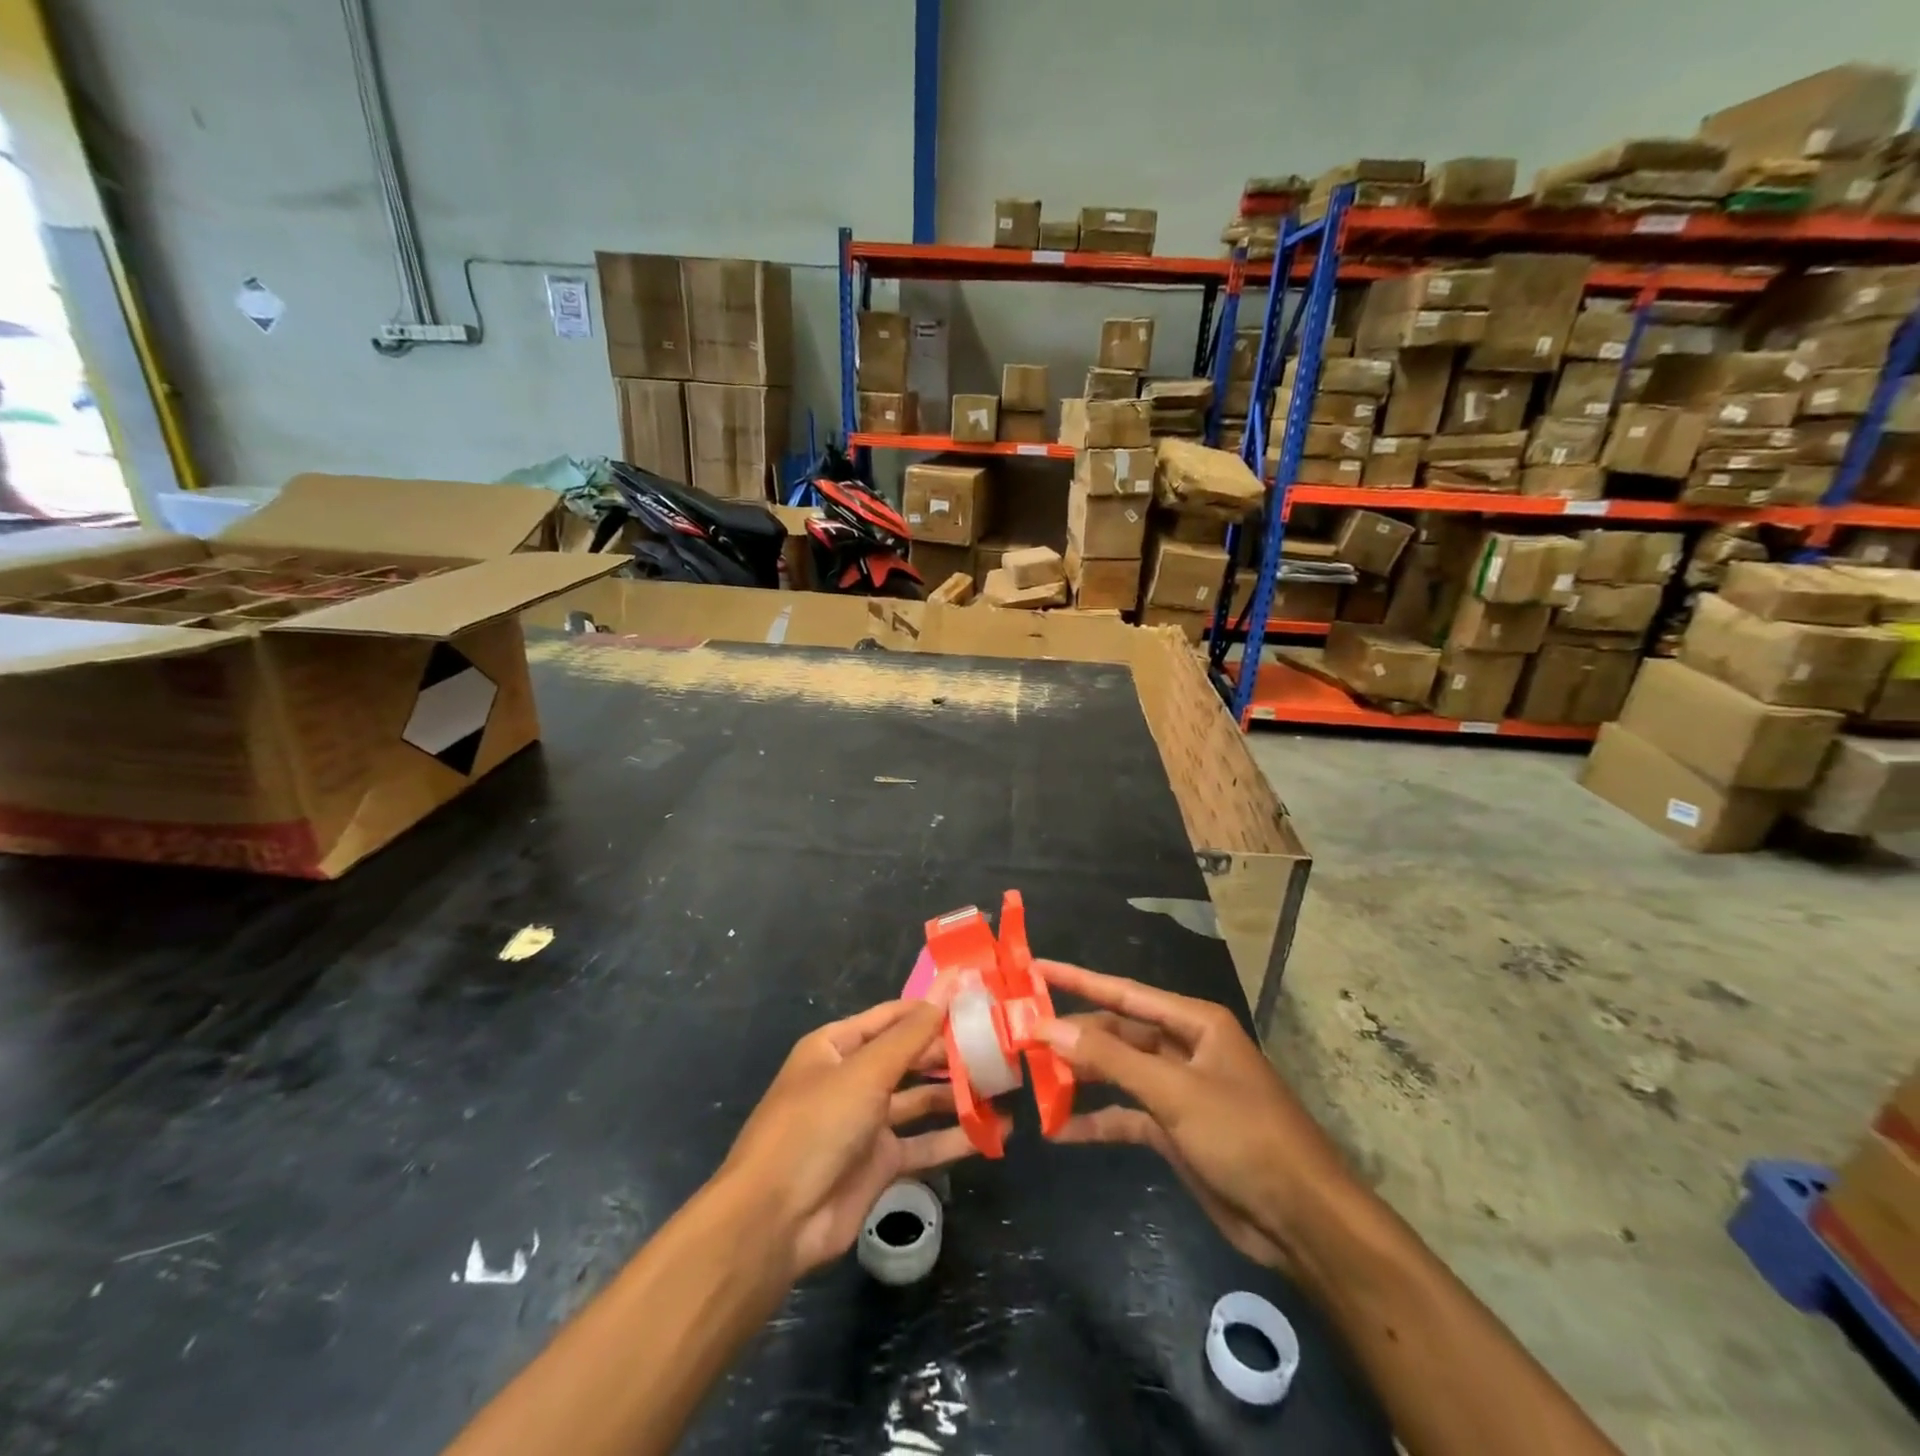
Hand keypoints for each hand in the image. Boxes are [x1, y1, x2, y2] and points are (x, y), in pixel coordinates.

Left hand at [719, 982, 1006, 1281]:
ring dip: (957, 1095)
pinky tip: (992, 1134)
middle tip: (1000, 1046)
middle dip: (950, 1053)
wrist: (775, 1221)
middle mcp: (853, 1079)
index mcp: (837, 1046)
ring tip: (1004, 1086)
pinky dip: (955, 1139)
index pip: (893, 1017)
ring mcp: (867, 1122)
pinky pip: (924, 1144)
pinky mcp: (880, 1163)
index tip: (977, 999)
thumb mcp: (866, 1072)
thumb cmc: (816, 1126)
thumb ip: (912, 1034)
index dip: (931, 1007)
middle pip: (909, 1057)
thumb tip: (948, 987)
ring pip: (920, 1101)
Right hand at [1035, 960, 1354, 1273]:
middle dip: (1074, 1036)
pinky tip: (1061, 1130)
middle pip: (1117, 1033)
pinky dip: (1097, 1121)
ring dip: (1081, 1079)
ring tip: (1033, 1081)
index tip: (1035, 968)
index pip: (1124, 993)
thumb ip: (1111, 1059)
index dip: (1078, 979)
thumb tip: (1050, 1027)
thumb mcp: (1174, 1093)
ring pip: (1118, 1073)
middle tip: (1022, 1037)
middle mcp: (1184, 1048)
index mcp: (1193, 1022)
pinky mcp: (1175, 1131)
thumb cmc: (1244, 1136)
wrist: (1303, 1220)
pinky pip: (1127, 1116)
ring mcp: (1179, 1091)